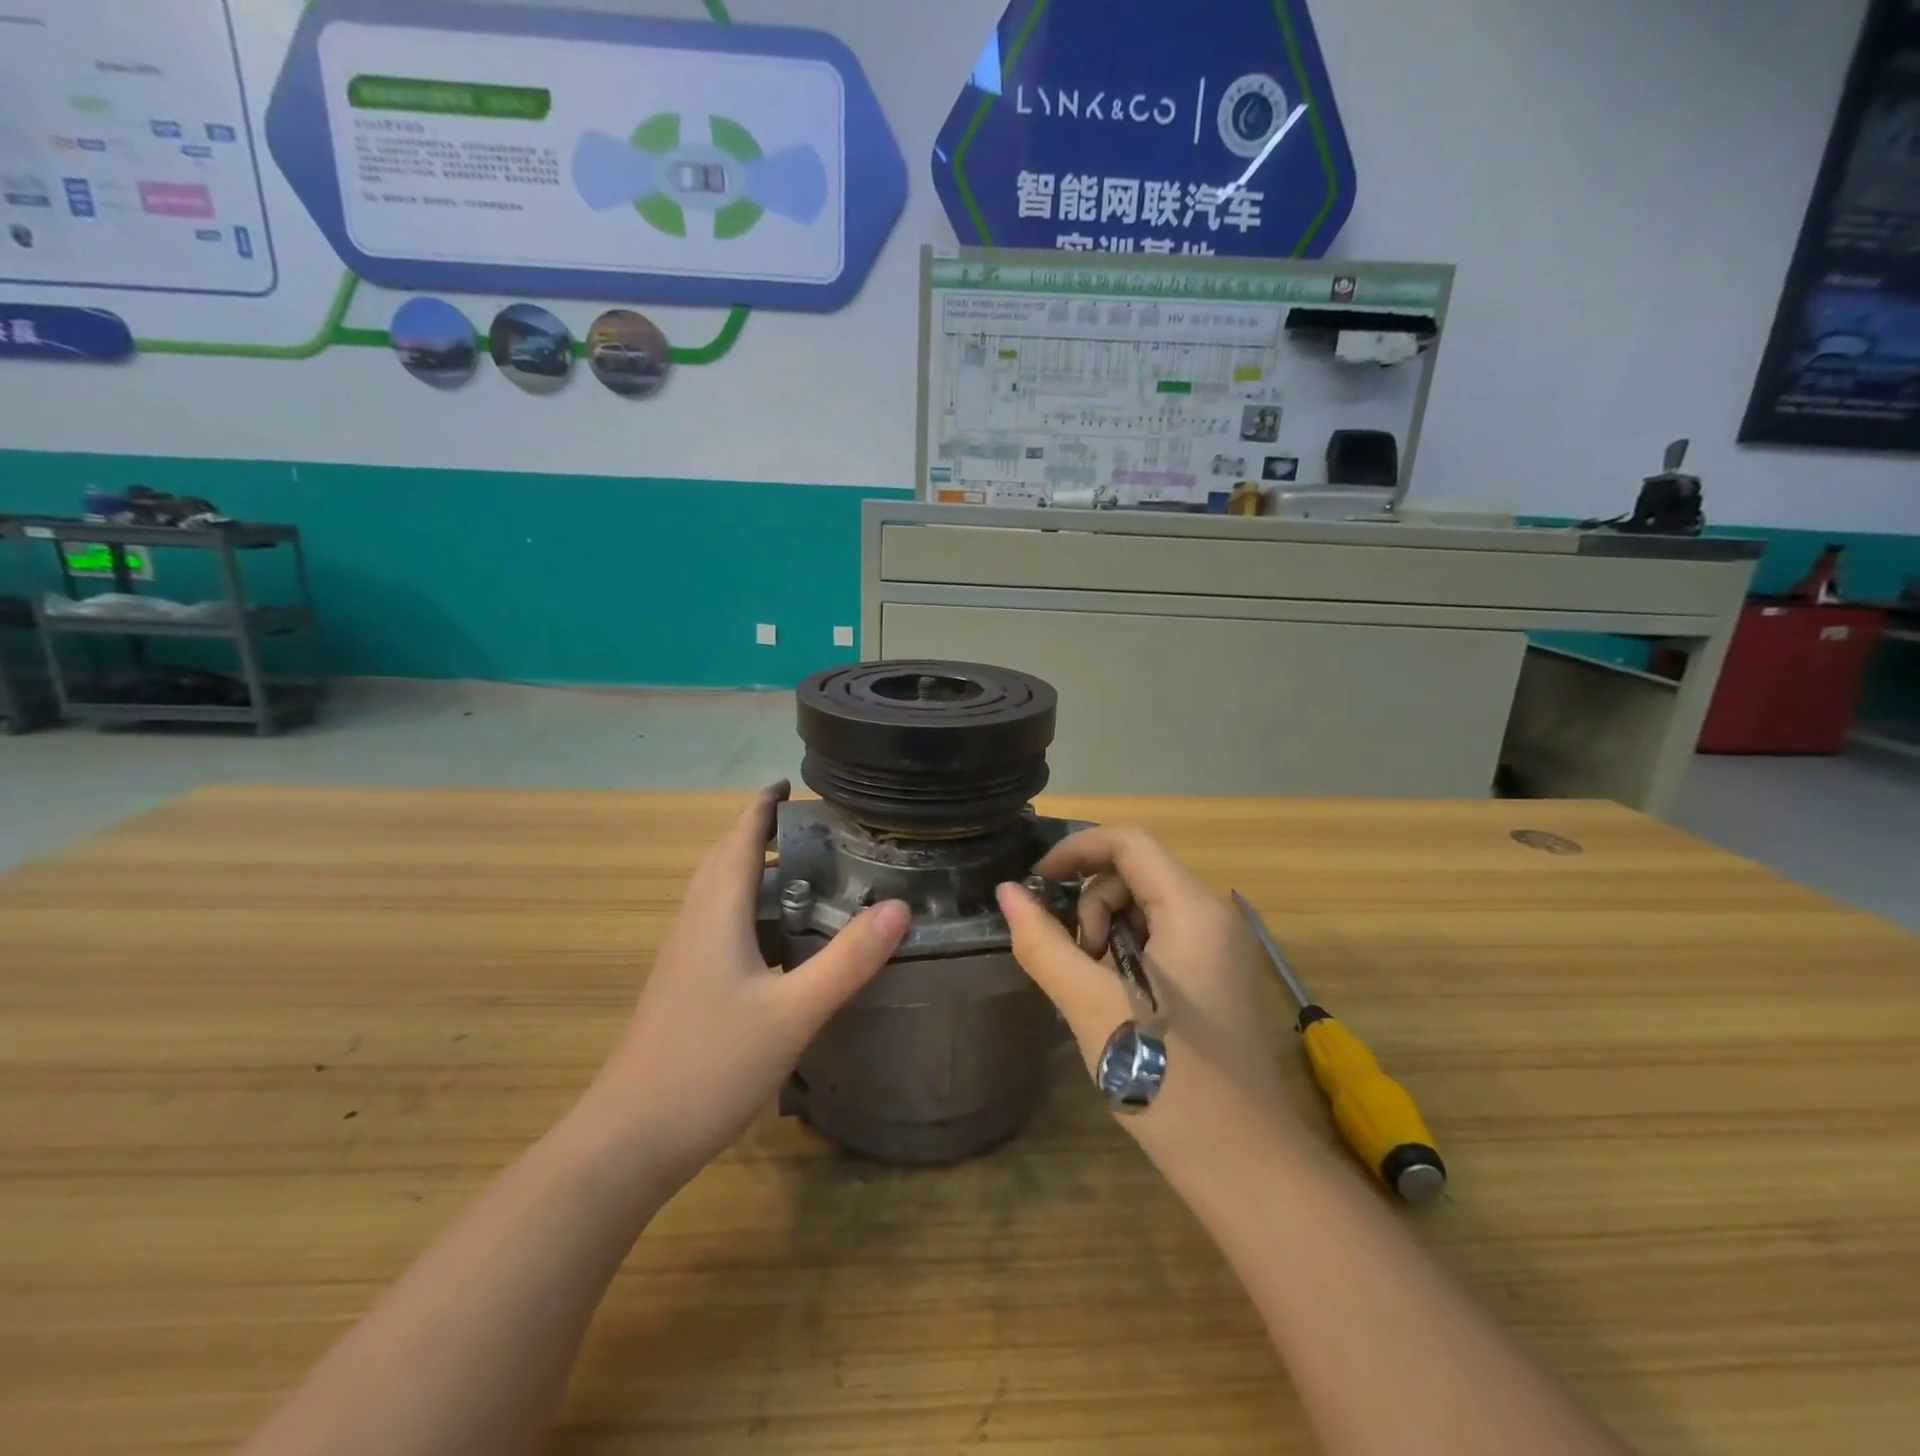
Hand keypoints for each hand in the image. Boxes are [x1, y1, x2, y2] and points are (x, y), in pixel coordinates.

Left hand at [588, 783, 909, 1190]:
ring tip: (807, 868)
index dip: (766, 805)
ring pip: (720, 890)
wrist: (629, 1139)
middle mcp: (696, 921)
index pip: (741, 837)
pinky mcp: (684, 982)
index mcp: (717, 912)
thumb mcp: (793, 1013)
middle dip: (763, 830)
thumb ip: (847, 960)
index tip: (796, 783)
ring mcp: (684, 954)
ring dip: (755, 866)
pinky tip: (779, 934)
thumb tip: (900, 908)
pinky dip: (750, 904)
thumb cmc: (709, 1065)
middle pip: (727, 856)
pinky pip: (719, 920)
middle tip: (818, 825)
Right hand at [996, 825, 1302, 1176]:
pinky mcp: (1212, 982)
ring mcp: (1216, 952)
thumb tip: (1007, 893)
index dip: (1075, 850)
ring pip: (1141, 911)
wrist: (1245, 1167)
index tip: (1036, 885)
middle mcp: (1212, 918)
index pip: (1128, 842)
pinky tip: (1114, 1005)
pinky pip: (1156, 943)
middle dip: (1090, 909)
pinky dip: (1123, 959)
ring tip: (1095, 993)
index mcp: (1193, 910)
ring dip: (1103, 937)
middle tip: (1077, 967)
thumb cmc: (1169, 1078)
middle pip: (1133, 876)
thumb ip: (1045, 944)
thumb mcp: (1093, 1006)